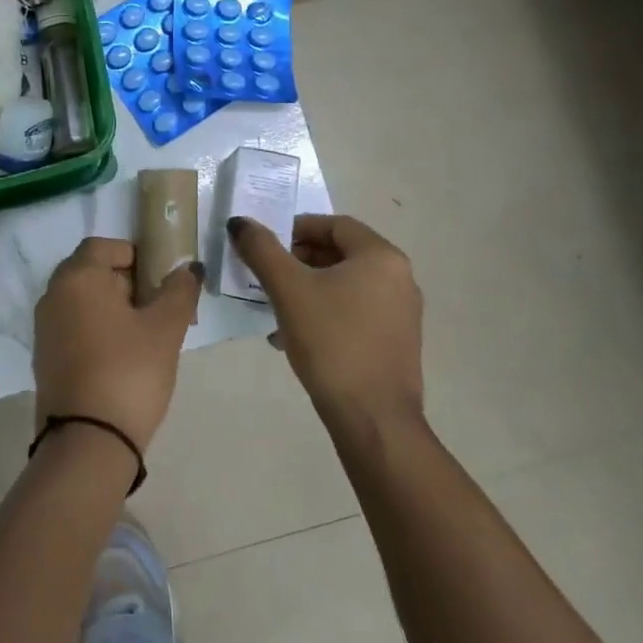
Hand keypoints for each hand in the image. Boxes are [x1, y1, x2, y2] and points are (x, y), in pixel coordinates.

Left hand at [32, 238, 202, 450]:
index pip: (104, 246)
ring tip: (149, 336)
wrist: (87, 443)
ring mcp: (45, 328)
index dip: (136, 255)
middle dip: (129, 283)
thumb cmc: (129, 372)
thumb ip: (179, 291)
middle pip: (93, 272)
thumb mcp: (165, 329)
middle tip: (162, 309)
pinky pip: (75, 328)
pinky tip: (125, 358)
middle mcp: (53, 295)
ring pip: (85, 302)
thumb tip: (188, 268)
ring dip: (116, 309)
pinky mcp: (45, 358)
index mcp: (77, 277)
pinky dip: (99, 331)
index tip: (162, 278)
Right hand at [227, 214, 423, 418]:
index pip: (334, 224)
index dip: (296, 228)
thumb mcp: (288, 290)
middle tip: (266, 275)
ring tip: (274, 308)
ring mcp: (402, 312)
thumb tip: (240, 223)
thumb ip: (262, 250)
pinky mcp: (396, 342)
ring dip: (308, 288)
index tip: (265, 245)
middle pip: (340, 253)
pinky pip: (355, 311)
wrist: (373, 419)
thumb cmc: (332, 342)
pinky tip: (295, 336)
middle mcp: (400, 278)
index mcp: (381, 257)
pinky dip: (325, 312)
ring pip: (345, 285)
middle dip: (298, 261)